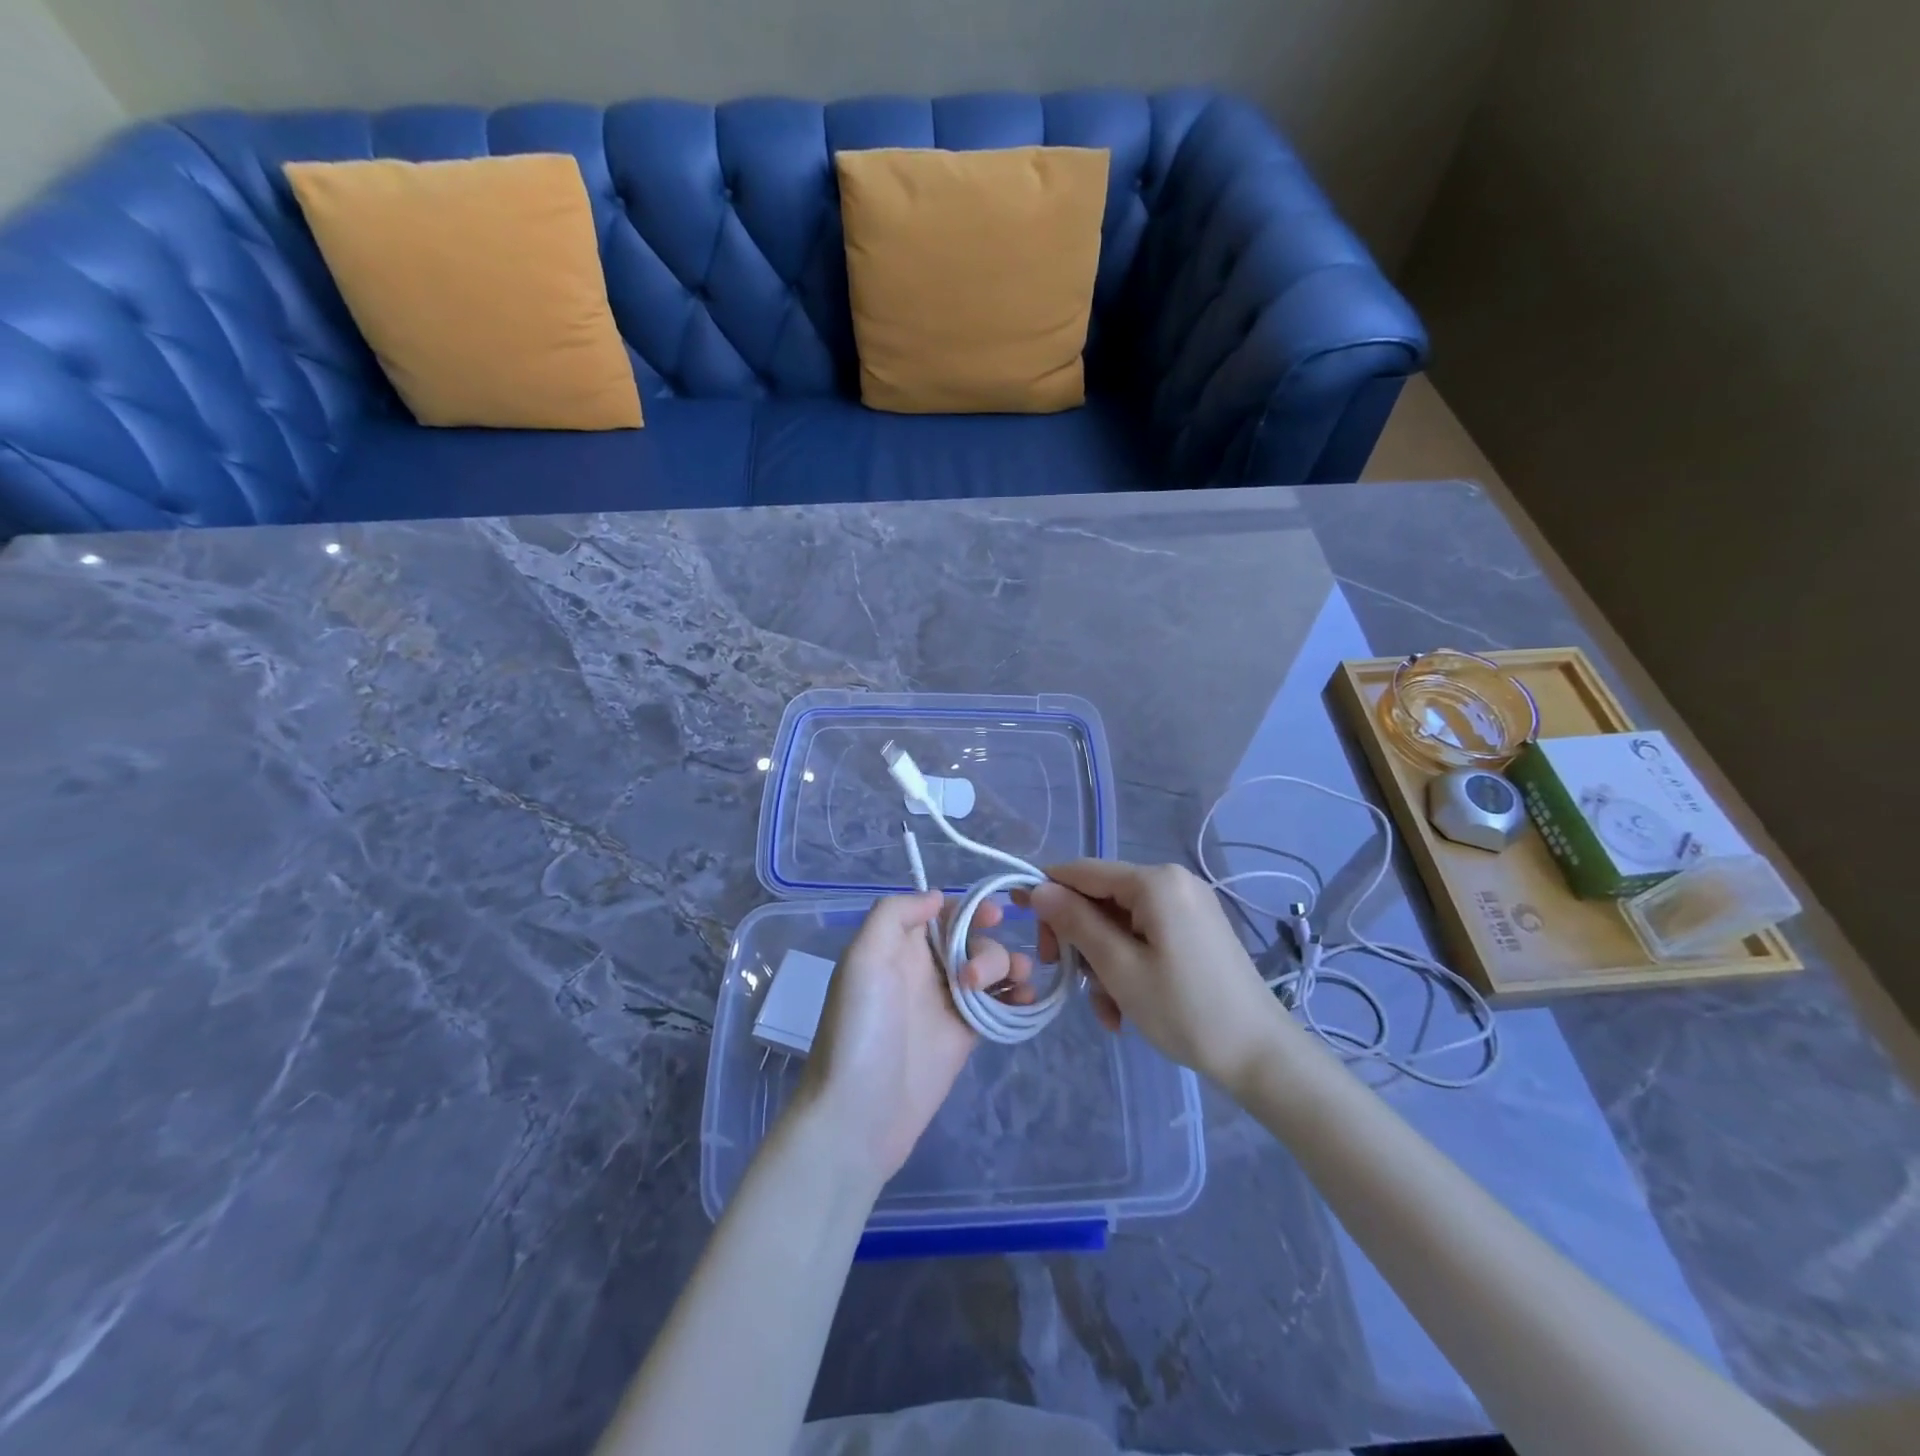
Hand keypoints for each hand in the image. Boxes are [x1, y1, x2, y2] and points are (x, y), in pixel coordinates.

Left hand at [793, 891, 1034, 1183]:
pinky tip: (1025, 1000)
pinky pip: (999, 1004)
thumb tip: (938, 897)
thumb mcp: (863, 958)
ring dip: (1009, 966)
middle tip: (974, 979)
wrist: (859, 1115)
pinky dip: (1018, 996)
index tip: (992, 915)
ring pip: (990, 968)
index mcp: (898, 946)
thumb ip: (895, 914)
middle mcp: (924, 968)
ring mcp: (947, 1002)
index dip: (969, 908)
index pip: (942, 913)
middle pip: (972, 938)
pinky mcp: (965, 1035)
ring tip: (1017, 985)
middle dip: (986, 947)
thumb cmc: (860, 1029)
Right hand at [1024, 861, 1283, 1090]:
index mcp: (1155, 882)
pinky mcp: (1195, 930)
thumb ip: (1076, 923)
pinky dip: (1127, 965)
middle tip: (1066, 980)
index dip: (1046, 892)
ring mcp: (1187, 906)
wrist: (1262, 1056)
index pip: (1082, 871)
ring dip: (1102, 963)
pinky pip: (1144, 936)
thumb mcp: (1119, 968)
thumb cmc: (1185, 1010)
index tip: (1019, 921)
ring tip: (1108, 1011)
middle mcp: (1172, 882)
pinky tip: (1125, 1008)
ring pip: (1120, 923)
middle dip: (1079, 940)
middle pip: (1101, 899)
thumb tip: (1038, 889)